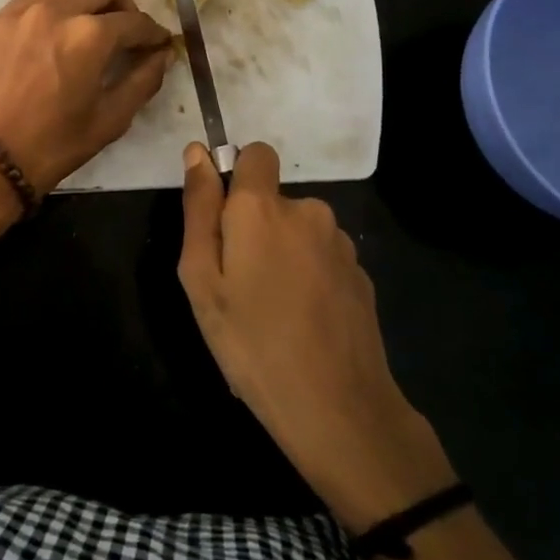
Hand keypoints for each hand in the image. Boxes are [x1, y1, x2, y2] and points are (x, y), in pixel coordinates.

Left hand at [0, 0, 171, 194]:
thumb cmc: (52, 145)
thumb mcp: (109, 120)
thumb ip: (143, 81)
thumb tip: (161, 55)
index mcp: (89, 36)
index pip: (135, 21)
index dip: (154, 33)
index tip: (158, 44)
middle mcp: (56, 9)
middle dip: (124, 2)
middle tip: (124, 31)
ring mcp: (20, 10)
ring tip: (87, 25)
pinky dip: (52, 5)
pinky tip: (50, 35)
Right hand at [177, 140, 455, 531]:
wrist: (337, 408)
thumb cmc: (251, 341)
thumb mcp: (201, 278)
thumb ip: (199, 208)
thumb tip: (197, 152)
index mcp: (262, 207)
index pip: (256, 153)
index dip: (237, 177)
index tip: (224, 221)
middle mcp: (307, 211)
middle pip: (273, 200)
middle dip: (254, 227)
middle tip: (238, 284)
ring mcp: (340, 243)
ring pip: (298, 231)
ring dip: (282, 254)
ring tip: (270, 310)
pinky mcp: (361, 274)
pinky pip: (321, 258)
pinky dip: (308, 277)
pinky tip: (303, 323)